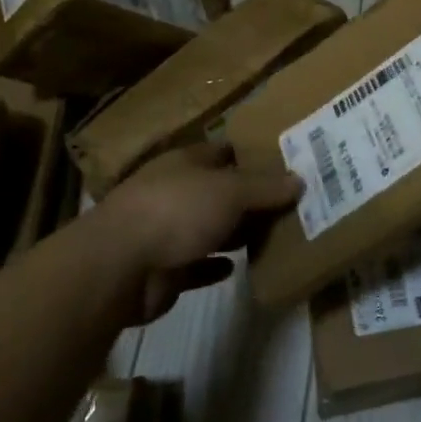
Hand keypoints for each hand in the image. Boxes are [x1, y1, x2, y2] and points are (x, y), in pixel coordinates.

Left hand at [90, 144, 301, 323]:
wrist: (119, 267)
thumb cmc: (177, 210)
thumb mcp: (230, 191)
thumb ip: (265, 187)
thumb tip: (300, 180)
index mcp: (187, 163)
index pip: (225, 151)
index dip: (253, 155)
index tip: (287, 163)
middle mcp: (177, 192)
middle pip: (220, 192)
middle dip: (251, 199)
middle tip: (293, 206)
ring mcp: (167, 232)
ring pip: (211, 229)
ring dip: (236, 234)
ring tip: (276, 237)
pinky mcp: (165, 270)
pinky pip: (198, 266)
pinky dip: (216, 267)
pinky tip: (239, 269)